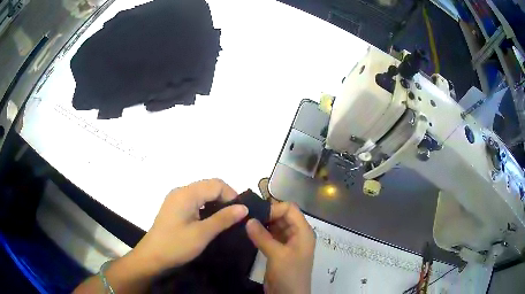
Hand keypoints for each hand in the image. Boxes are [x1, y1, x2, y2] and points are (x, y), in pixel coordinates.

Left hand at [132, 178, 248, 273]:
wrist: (152, 256)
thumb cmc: (176, 245)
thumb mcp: (202, 234)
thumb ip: (223, 218)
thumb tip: (244, 207)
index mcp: (187, 194)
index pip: (216, 184)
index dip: (231, 195)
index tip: (240, 213)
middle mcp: (181, 191)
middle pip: (209, 186)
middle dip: (225, 198)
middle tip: (234, 217)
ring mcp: (176, 198)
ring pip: (202, 193)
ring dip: (216, 202)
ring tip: (224, 219)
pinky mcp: (174, 207)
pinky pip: (195, 200)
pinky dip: (206, 206)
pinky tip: (209, 220)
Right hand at [246, 201, 314, 293]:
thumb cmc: (289, 274)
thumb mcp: (277, 255)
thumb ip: (263, 236)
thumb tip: (248, 219)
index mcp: (303, 232)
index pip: (290, 209)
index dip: (274, 208)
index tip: (256, 215)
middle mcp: (297, 234)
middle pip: (283, 216)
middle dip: (267, 215)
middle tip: (247, 216)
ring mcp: (288, 243)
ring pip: (276, 226)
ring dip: (263, 224)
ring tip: (245, 223)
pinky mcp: (279, 251)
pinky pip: (271, 236)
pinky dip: (261, 233)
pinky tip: (249, 233)